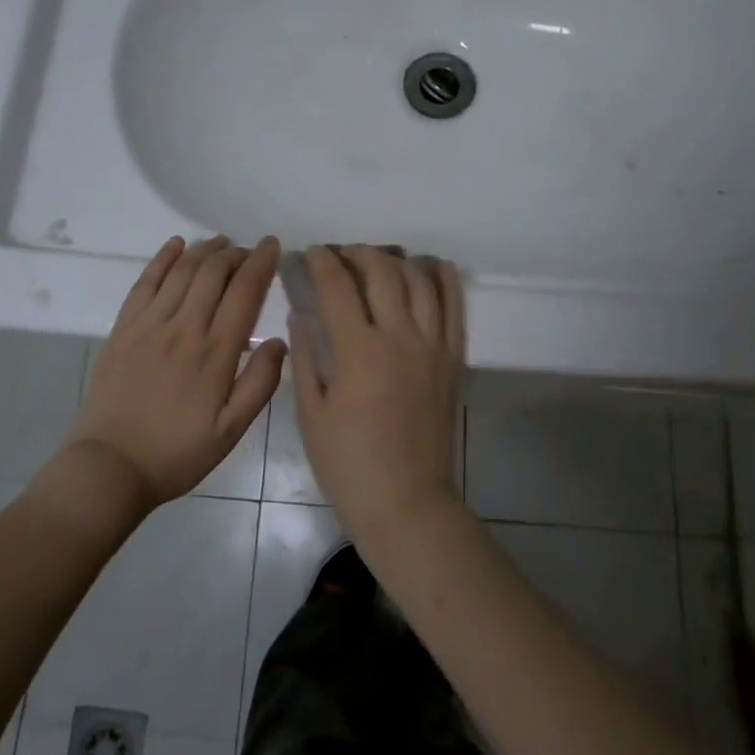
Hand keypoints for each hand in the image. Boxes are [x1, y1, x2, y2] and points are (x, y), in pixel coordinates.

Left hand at [67, 235, 286, 507]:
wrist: (110, 467)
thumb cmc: (177, 452)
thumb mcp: (231, 431)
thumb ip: (260, 384)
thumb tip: (279, 341)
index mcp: (215, 352)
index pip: (245, 291)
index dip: (261, 262)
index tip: (273, 245)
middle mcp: (184, 328)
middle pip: (214, 272)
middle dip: (236, 253)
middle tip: (249, 251)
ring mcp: (149, 324)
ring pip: (182, 271)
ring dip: (205, 250)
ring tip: (221, 243)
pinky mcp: (123, 328)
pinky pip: (145, 282)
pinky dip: (163, 258)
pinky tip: (176, 244)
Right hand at [289, 246, 464, 547]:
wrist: (405, 502)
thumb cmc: (348, 464)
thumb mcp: (311, 413)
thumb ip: (305, 356)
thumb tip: (300, 315)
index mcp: (358, 350)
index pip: (338, 286)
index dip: (323, 262)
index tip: (313, 252)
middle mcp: (399, 337)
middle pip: (382, 272)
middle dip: (358, 253)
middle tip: (342, 255)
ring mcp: (432, 346)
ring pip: (420, 281)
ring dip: (397, 261)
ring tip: (379, 260)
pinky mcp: (453, 359)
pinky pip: (454, 308)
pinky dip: (445, 280)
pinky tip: (433, 266)